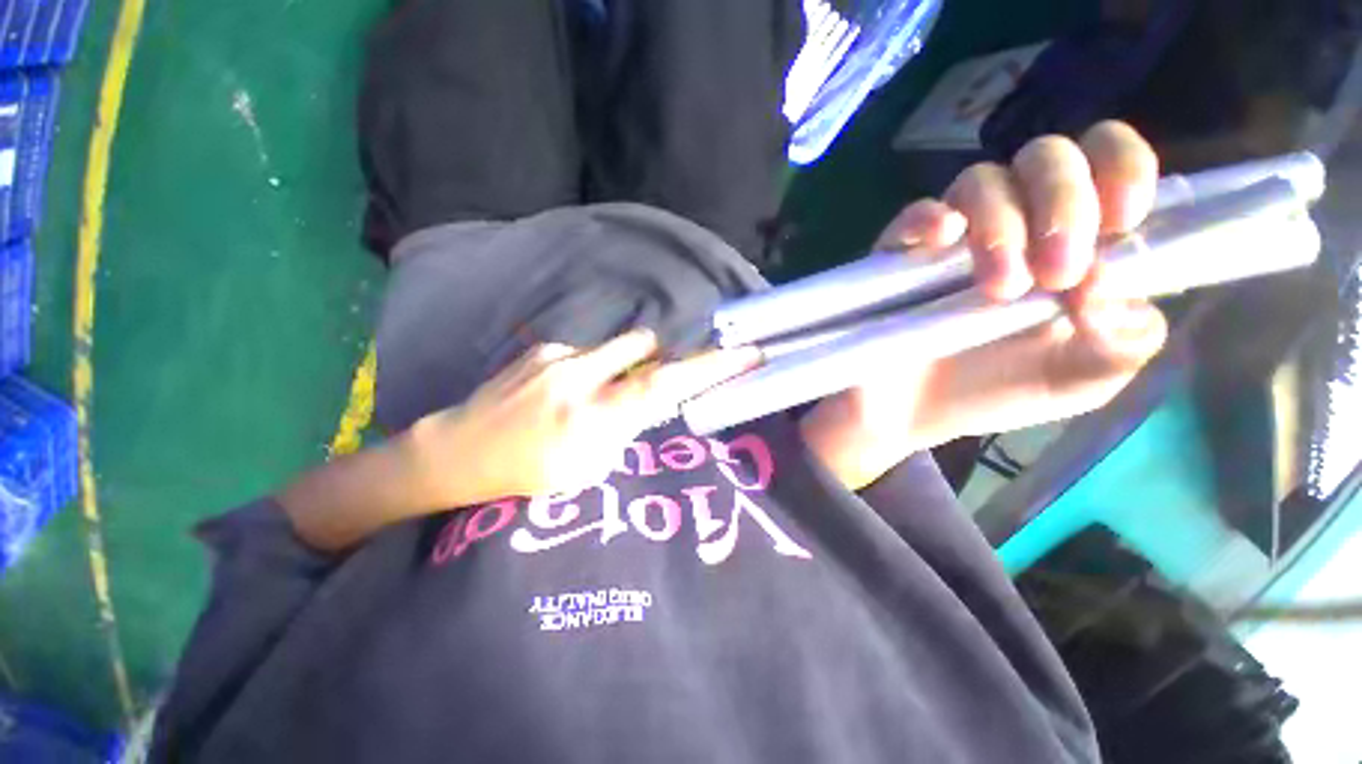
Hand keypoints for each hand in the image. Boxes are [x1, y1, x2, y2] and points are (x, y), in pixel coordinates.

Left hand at [411, 330, 760, 502]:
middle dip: (659, 361)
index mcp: (593, 419)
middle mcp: (579, 378)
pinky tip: (562, 392)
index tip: (747, 353)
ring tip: (596, 393)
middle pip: (645, 347)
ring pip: (617, 347)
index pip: (665, 386)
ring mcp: (557, 357)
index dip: (709, 369)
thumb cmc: (527, 475)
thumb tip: (650, 400)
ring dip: (622, 365)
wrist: (460, 451)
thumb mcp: (588, 469)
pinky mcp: (541, 348)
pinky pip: (587, 351)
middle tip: (644, 386)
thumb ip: (626, 428)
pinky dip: (591, 369)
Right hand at [802, 122, 1170, 489]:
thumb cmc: (985, 396)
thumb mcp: (1077, 382)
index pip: (1116, 171)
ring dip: (1003, 222)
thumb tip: (1124, 290)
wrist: (902, 413)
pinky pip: (916, 216)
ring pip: (985, 180)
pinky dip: (934, 224)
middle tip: (1056, 269)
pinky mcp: (893, 261)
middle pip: (1052, 155)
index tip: (1124, 225)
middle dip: (1069, 198)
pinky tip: (937, 253)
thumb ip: (1124, 340)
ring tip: (994, 288)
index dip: (1130, 173)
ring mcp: (948, 244)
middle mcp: (1012, 232)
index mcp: (1066, 255)